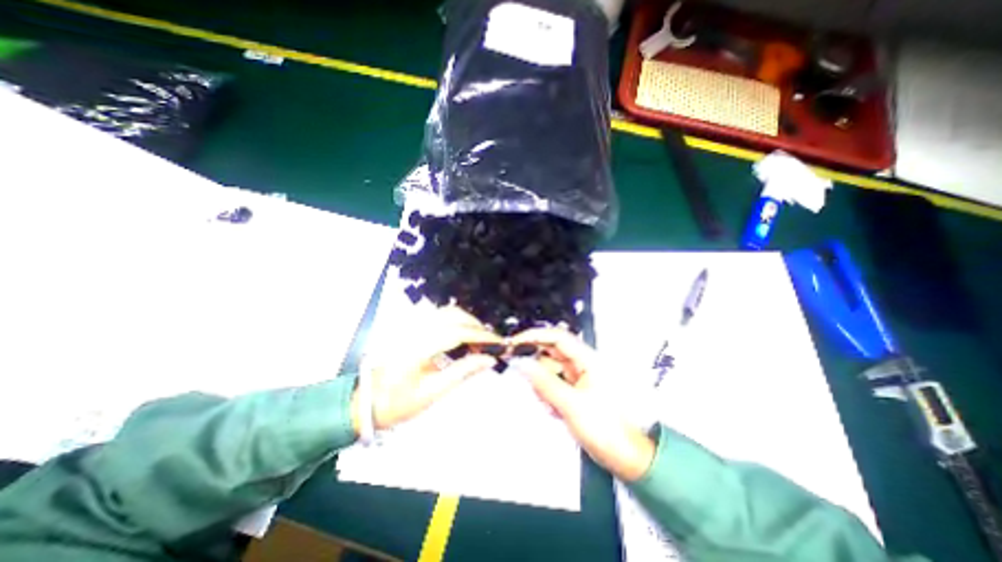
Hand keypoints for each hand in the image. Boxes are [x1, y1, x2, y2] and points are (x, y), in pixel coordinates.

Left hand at [353, 307, 499, 428]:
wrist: (367, 402)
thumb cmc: (398, 402)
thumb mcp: (433, 392)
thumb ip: (463, 371)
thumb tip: (489, 359)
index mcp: (418, 346)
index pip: (457, 332)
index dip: (481, 336)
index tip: (499, 343)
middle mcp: (415, 329)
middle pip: (453, 315)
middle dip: (476, 326)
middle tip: (491, 344)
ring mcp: (412, 325)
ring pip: (447, 312)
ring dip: (467, 322)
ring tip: (479, 341)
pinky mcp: (412, 327)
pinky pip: (440, 317)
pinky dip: (456, 322)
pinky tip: (463, 337)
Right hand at [510, 328, 659, 480]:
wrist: (626, 458)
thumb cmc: (607, 430)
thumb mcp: (571, 405)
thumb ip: (544, 383)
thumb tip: (522, 364)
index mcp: (588, 360)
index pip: (557, 337)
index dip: (535, 336)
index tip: (514, 343)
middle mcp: (582, 364)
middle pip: (552, 352)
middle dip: (535, 362)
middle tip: (518, 370)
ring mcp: (578, 377)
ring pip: (551, 369)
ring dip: (542, 383)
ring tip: (548, 403)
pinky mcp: (575, 390)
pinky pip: (554, 383)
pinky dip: (548, 393)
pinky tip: (553, 409)